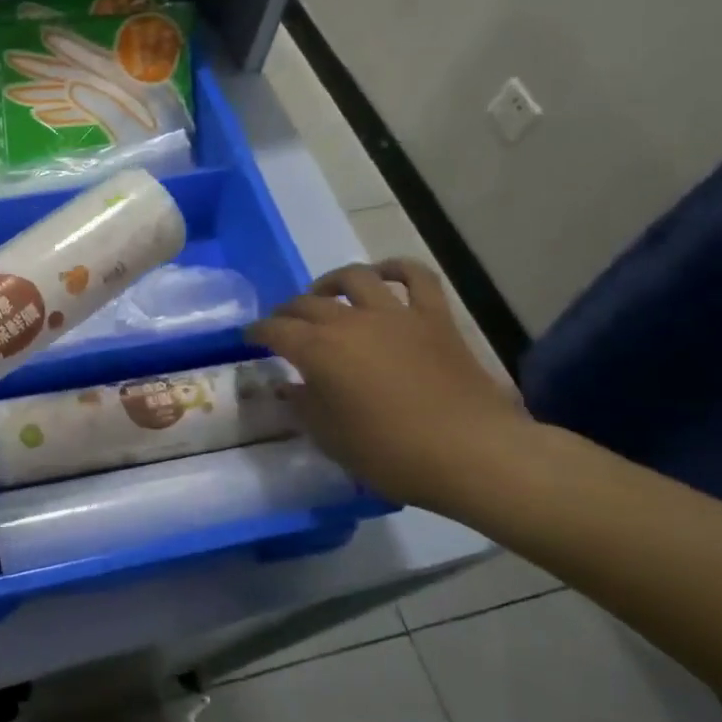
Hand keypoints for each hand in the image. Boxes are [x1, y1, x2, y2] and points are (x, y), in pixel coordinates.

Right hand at [247, 260, 529, 510]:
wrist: (471, 453)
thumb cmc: (390, 453)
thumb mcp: (330, 437)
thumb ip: (303, 405)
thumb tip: (289, 385)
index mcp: (318, 351)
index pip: (275, 330)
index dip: (257, 332)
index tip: (250, 338)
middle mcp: (350, 322)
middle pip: (307, 303)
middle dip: (287, 311)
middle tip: (282, 325)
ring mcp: (395, 314)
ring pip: (355, 278)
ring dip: (332, 282)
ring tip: (325, 294)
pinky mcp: (434, 318)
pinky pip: (417, 277)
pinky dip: (397, 268)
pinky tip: (383, 275)